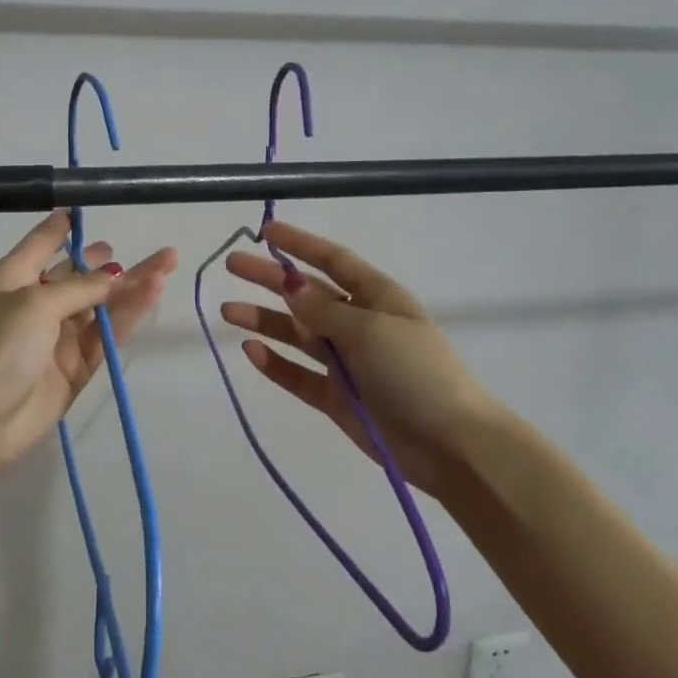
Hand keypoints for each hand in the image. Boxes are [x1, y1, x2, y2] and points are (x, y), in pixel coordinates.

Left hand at [0, 212, 176, 472]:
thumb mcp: (36, 304)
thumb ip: (81, 287)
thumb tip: (117, 276)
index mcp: (14, 278)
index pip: (42, 242)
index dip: (63, 226)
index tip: (86, 207)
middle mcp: (36, 303)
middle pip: (79, 275)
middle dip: (110, 261)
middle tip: (150, 249)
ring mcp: (57, 336)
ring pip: (101, 304)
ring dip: (132, 285)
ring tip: (168, 261)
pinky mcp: (75, 366)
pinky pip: (106, 333)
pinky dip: (129, 314)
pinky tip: (152, 292)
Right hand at [221, 221, 512, 500]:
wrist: (450, 446)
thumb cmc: (415, 373)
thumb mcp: (370, 330)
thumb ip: (324, 309)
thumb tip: (290, 283)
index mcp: (378, 298)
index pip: (333, 261)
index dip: (300, 244)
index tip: (265, 231)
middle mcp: (359, 325)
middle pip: (307, 295)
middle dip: (270, 279)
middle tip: (232, 266)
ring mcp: (346, 363)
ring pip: (297, 334)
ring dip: (264, 320)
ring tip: (228, 311)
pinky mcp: (336, 398)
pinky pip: (299, 375)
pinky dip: (275, 363)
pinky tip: (250, 349)